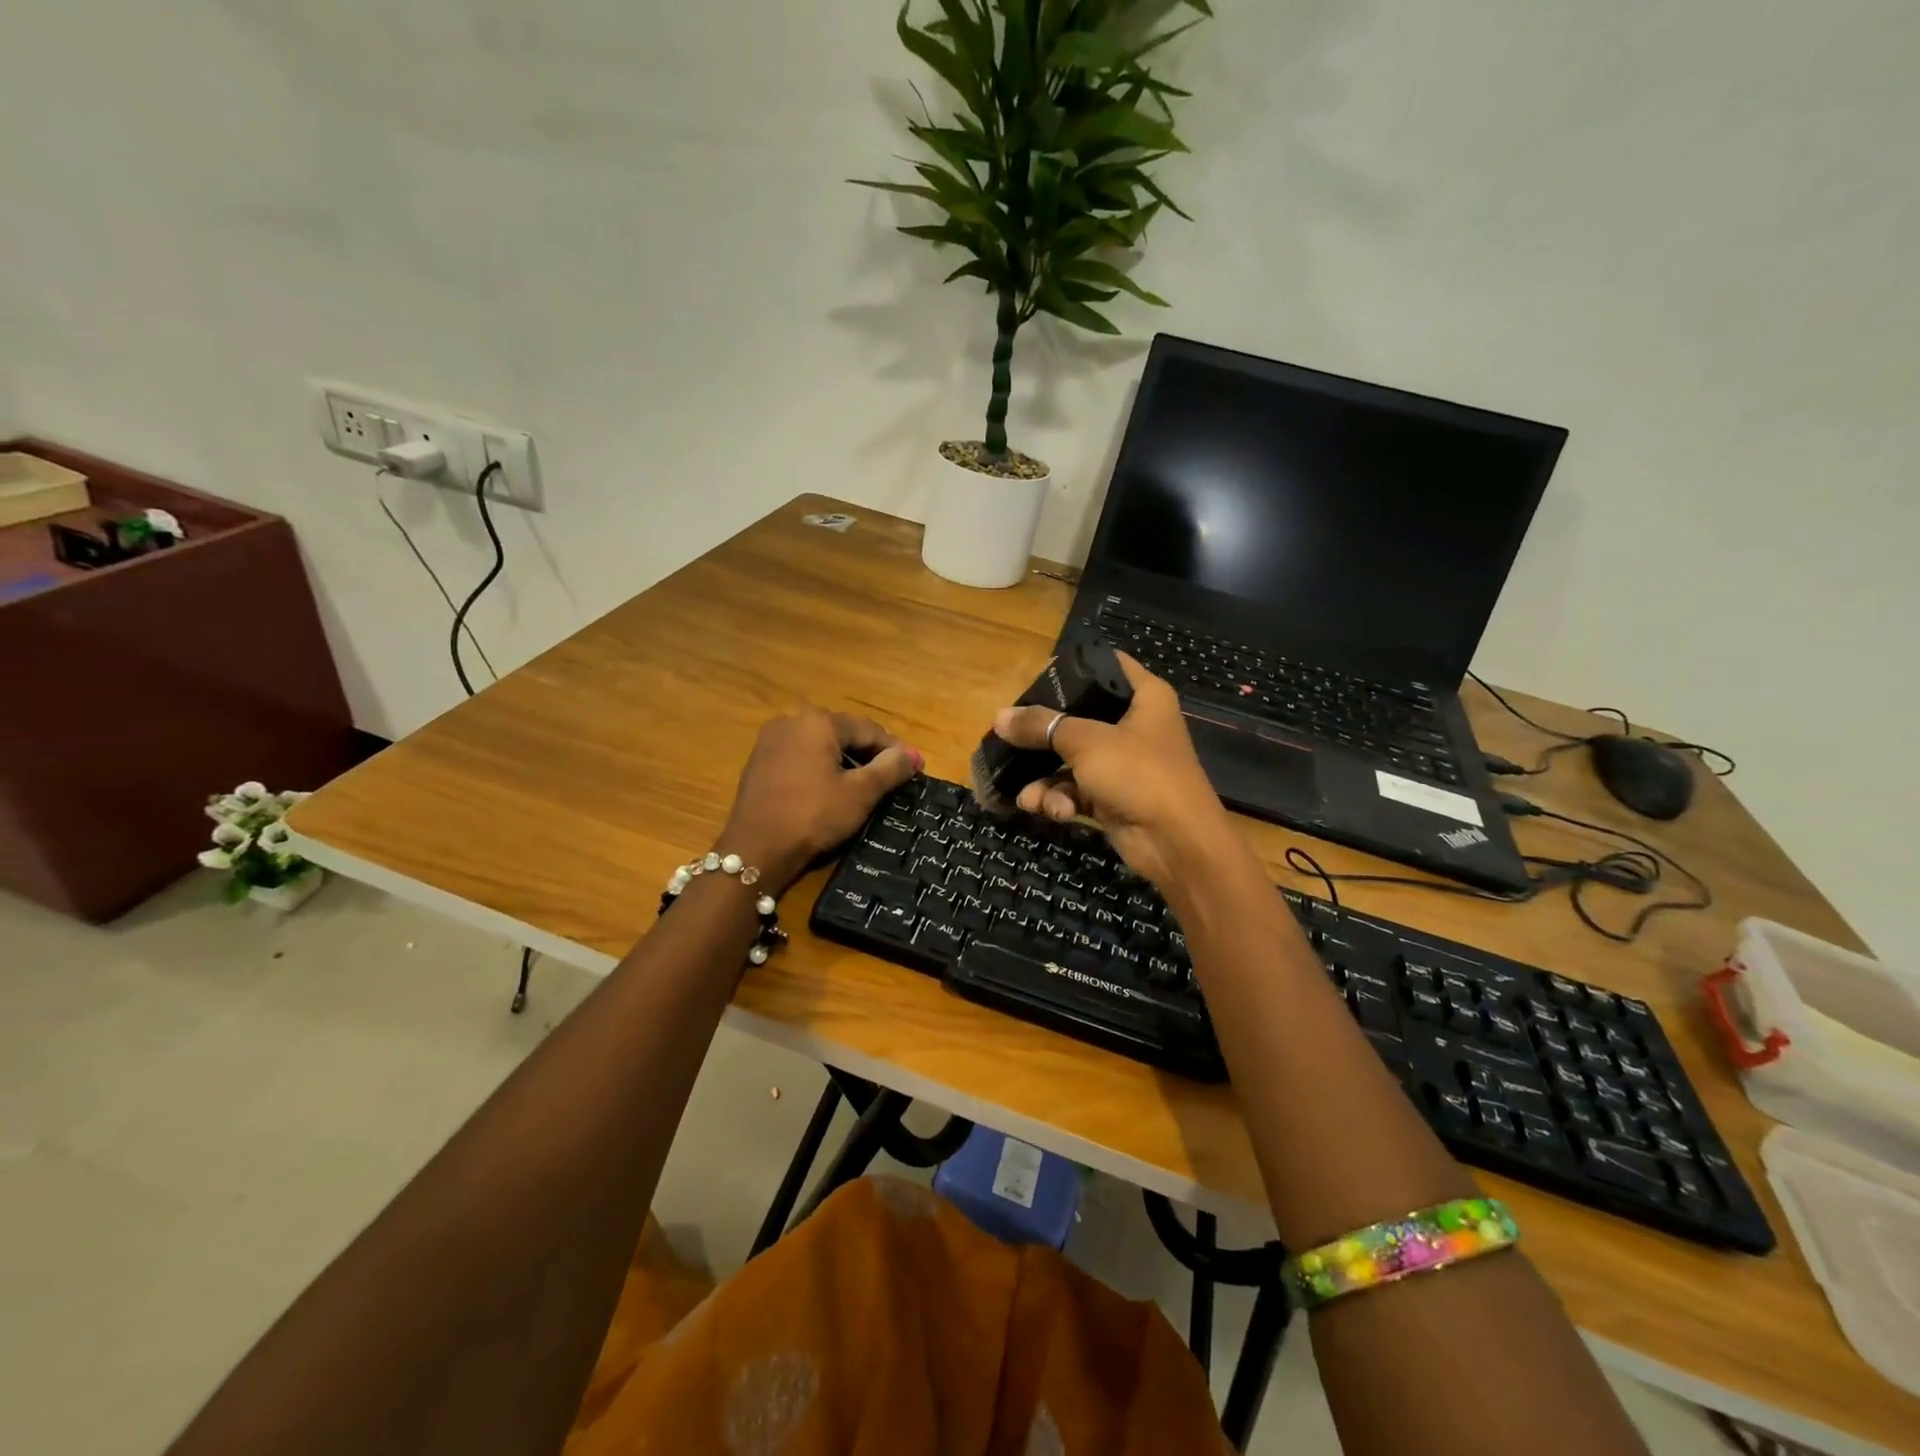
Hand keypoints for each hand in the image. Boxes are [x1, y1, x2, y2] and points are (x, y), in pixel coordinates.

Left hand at [720, 709, 922, 893]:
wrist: (755, 849)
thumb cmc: (813, 815)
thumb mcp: (860, 793)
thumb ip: (890, 769)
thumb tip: (913, 755)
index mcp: (818, 722)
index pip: (868, 729)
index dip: (895, 749)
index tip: (915, 768)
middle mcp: (792, 721)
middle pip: (843, 733)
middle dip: (870, 754)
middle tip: (893, 778)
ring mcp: (771, 741)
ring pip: (821, 745)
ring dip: (845, 762)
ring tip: (866, 786)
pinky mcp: (759, 762)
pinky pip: (800, 757)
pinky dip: (821, 768)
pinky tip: (831, 790)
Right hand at [991, 655, 1241, 893]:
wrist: (1176, 842)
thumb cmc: (1138, 773)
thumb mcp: (1085, 742)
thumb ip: (1040, 725)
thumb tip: (999, 717)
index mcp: (1145, 697)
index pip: (1108, 665)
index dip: (1074, 668)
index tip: (1038, 675)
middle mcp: (1135, 726)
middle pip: (1080, 715)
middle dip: (1043, 732)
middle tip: (1011, 735)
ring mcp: (1124, 764)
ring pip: (1070, 759)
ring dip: (1045, 778)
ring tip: (1027, 795)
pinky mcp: (1113, 797)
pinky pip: (1076, 789)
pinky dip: (1060, 799)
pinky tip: (1050, 810)